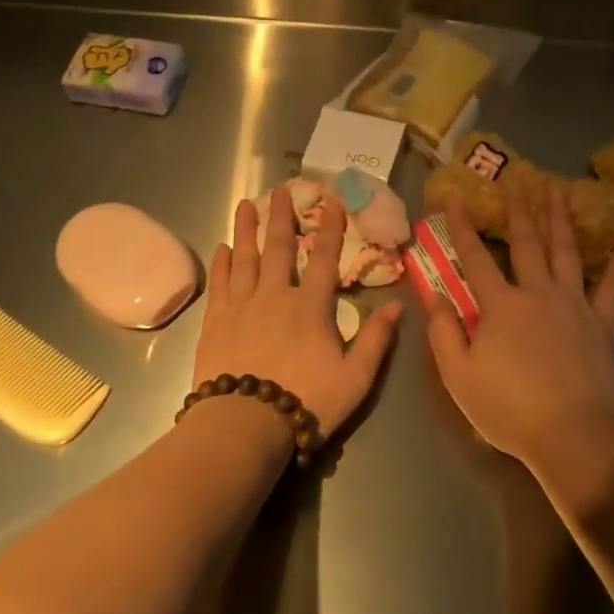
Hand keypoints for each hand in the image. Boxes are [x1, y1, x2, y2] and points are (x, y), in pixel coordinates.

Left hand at [195, 185, 402, 442]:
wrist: (246, 425)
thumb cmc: (307, 401)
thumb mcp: (356, 377)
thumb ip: (376, 339)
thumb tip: (397, 305)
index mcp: (310, 306)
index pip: (323, 258)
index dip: (330, 228)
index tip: (331, 200)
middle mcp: (274, 296)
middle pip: (278, 248)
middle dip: (281, 216)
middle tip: (280, 189)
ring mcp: (241, 306)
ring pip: (244, 258)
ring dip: (246, 229)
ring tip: (246, 204)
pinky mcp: (216, 322)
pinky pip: (220, 284)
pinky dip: (222, 264)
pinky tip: (222, 248)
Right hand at [424, 184, 613, 473]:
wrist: (572, 436)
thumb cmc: (509, 409)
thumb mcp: (458, 375)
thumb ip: (444, 331)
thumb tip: (434, 294)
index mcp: (499, 306)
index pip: (474, 258)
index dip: (462, 227)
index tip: (455, 197)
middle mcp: (537, 293)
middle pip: (525, 243)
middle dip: (518, 209)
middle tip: (518, 178)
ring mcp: (574, 304)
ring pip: (565, 251)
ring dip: (559, 217)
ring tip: (558, 188)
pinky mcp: (603, 322)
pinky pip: (613, 285)